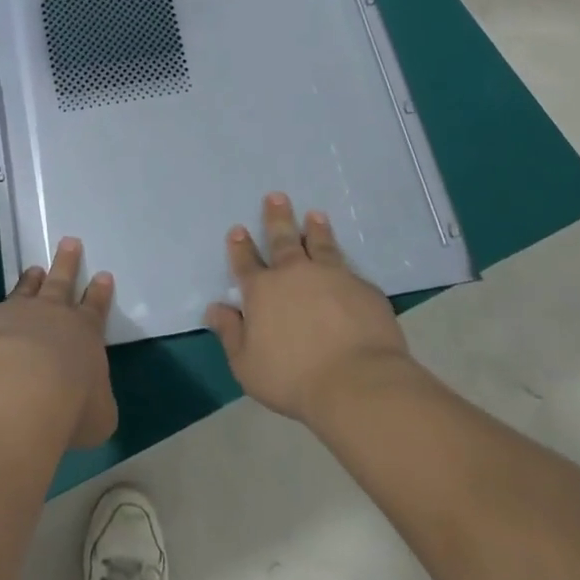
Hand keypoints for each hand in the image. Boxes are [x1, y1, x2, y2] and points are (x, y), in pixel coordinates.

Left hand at [0, 238, 117, 449]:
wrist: (20, 390)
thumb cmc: (70, 407)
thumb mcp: (99, 416)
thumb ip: (95, 404)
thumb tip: (90, 403)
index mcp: (85, 335)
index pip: (96, 309)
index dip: (100, 293)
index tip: (103, 275)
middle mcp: (52, 316)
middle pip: (62, 283)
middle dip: (68, 264)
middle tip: (70, 242)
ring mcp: (17, 314)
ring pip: (26, 290)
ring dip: (31, 280)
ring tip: (34, 268)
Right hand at [204, 193, 414, 426]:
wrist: (357, 383)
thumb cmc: (293, 378)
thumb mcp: (247, 365)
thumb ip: (230, 334)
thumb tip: (215, 309)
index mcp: (263, 291)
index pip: (246, 262)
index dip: (240, 246)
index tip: (238, 229)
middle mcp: (295, 274)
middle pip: (283, 240)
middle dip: (277, 218)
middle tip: (277, 196)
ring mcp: (332, 277)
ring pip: (321, 245)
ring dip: (315, 229)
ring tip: (315, 214)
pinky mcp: (364, 290)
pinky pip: (351, 272)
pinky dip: (345, 264)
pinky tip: (348, 265)